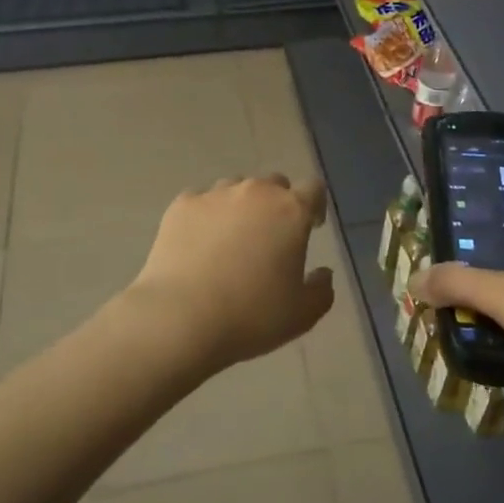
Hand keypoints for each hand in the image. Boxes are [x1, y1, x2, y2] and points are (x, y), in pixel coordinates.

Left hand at [124, 175, 334, 373]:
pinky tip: (199, 244)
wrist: (180, 318)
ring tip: (232, 240)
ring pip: (236, 189)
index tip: (311, 227)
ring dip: (241, 207)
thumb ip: (321, 290)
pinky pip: (202, 202)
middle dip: (277, 204)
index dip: (315, 206)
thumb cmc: (251, 315)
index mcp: (291, 211)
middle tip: (271, 236)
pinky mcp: (181, 205)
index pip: (313, 189)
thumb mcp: (302, 315)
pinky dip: (207, 216)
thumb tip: (323, 273)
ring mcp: (215, 195)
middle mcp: (255, 192)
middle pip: (274, 184)